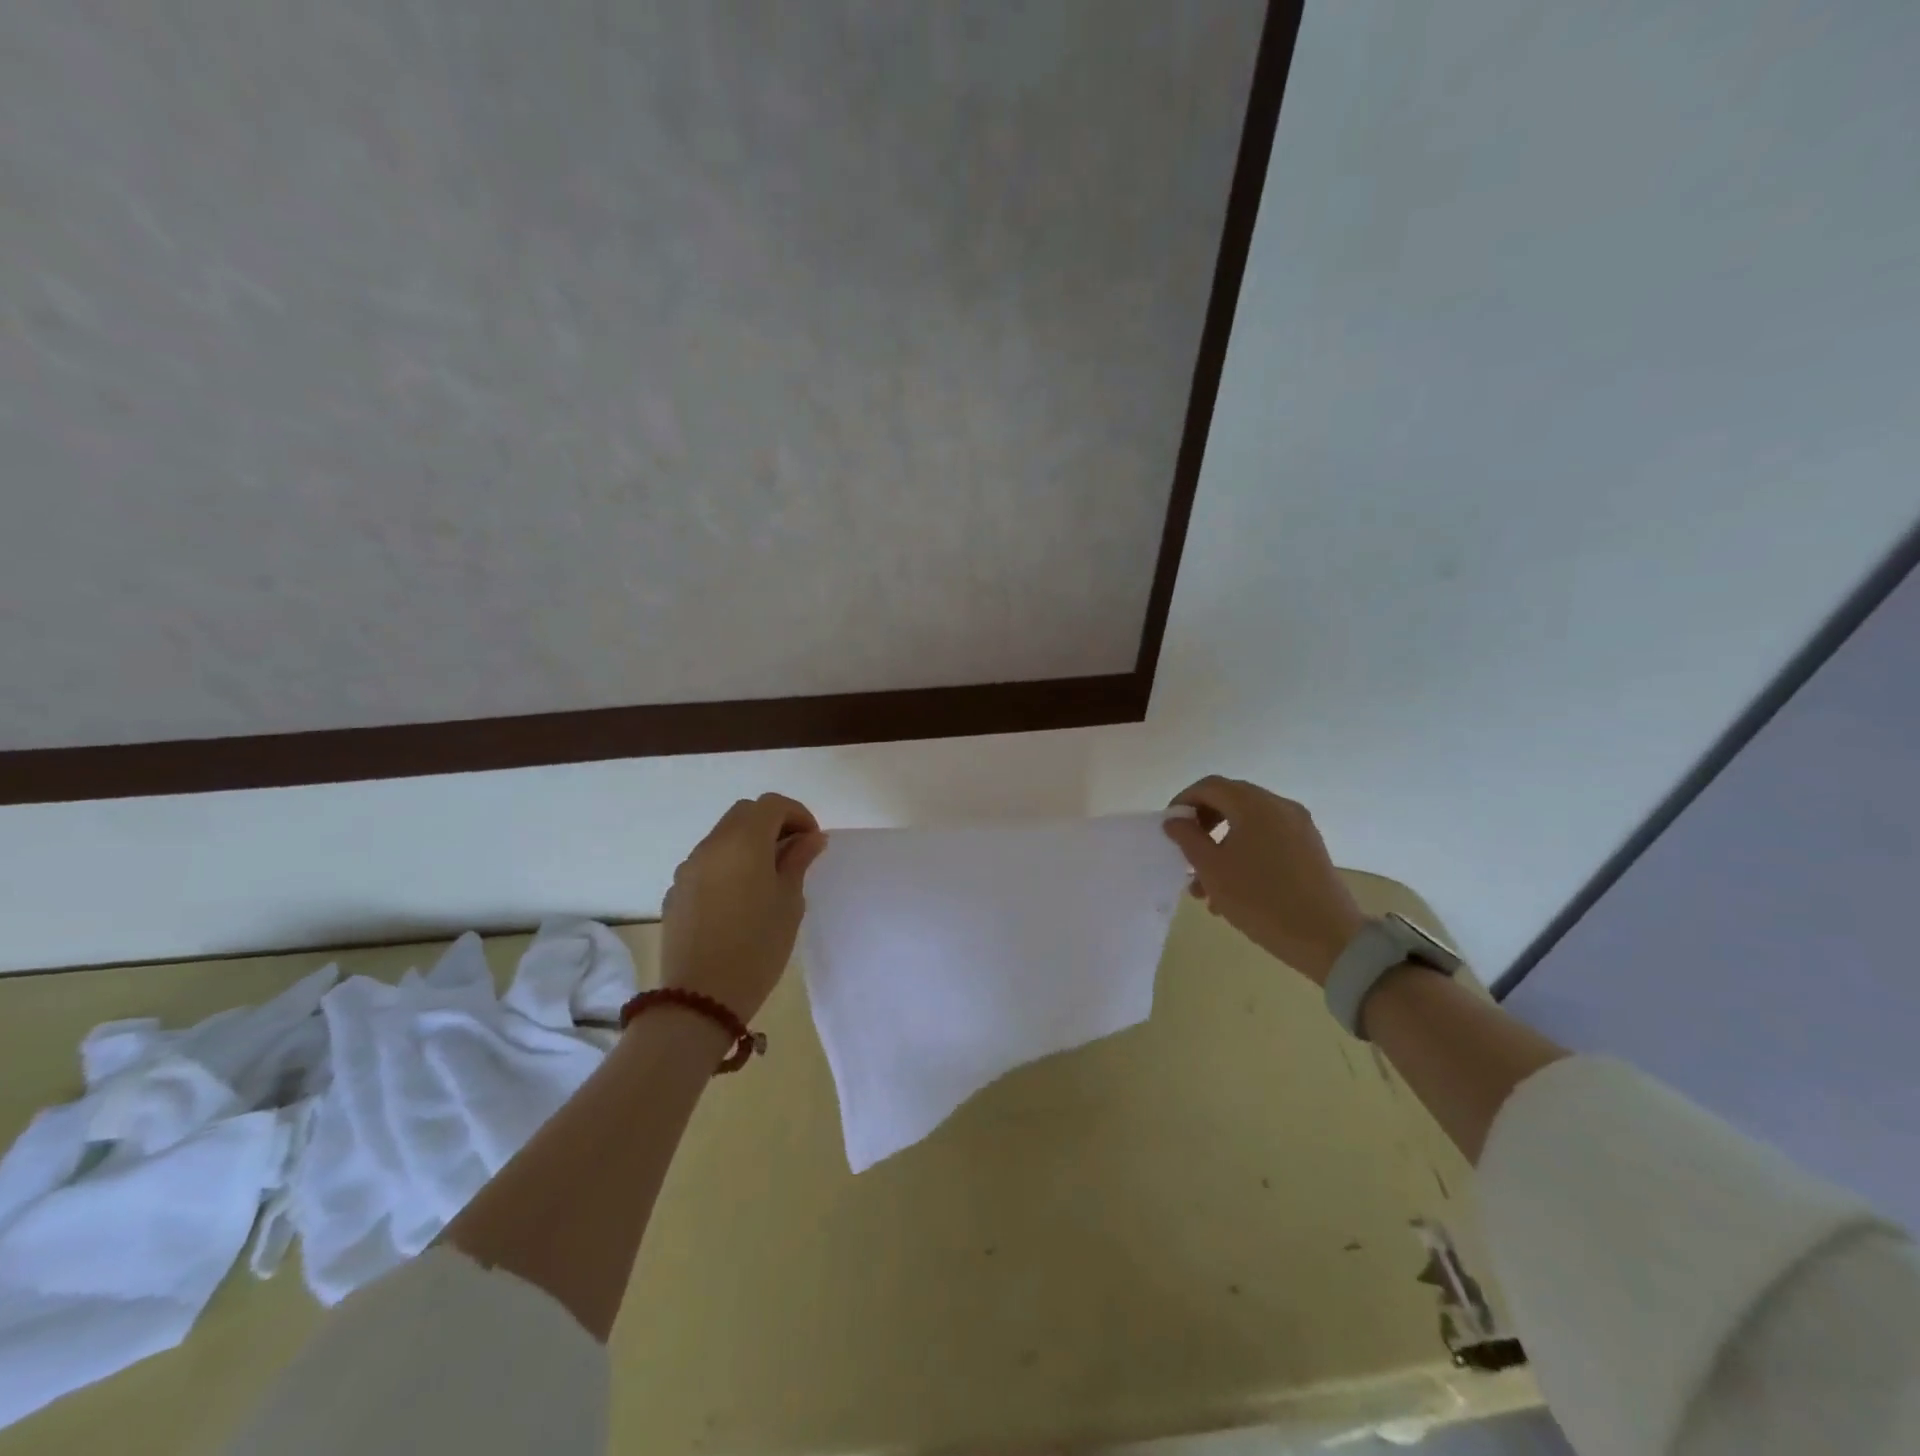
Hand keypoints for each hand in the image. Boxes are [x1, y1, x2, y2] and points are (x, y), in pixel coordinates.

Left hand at [660, 793, 827, 1021]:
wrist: (700, 998)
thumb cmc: (757, 947)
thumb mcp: (789, 903)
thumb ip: (798, 861)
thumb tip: (811, 838)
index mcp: (743, 842)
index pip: (772, 804)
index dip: (798, 814)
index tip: (812, 842)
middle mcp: (711, 845)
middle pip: (745, 813)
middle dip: (773, 823)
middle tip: (794, 854)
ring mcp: (688, 867)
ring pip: (723, 836)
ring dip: (749, 843)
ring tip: (769, 877)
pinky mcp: (676, 891)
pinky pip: (707, 862)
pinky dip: (729, 864)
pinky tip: (740, 898)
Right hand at [1162, 776, 1365, 985]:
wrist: (1328, 938)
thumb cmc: (1261, 900)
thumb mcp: (1212, 869)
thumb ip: (1188, 838)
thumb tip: (1175, 819)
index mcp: (1254, 805)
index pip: (1209, 786)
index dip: (1183, 801)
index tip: (1169, 827)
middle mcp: (1279, 806)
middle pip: (1230, 801)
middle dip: (1202, 826)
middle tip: (1185, 853)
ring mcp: (1299, 827)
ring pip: (1248, 825)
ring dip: (1221, 845)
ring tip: (1203, 887)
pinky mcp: (1309, 849)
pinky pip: (1267, 839)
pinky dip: (1244, 853)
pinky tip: (1232, 890)